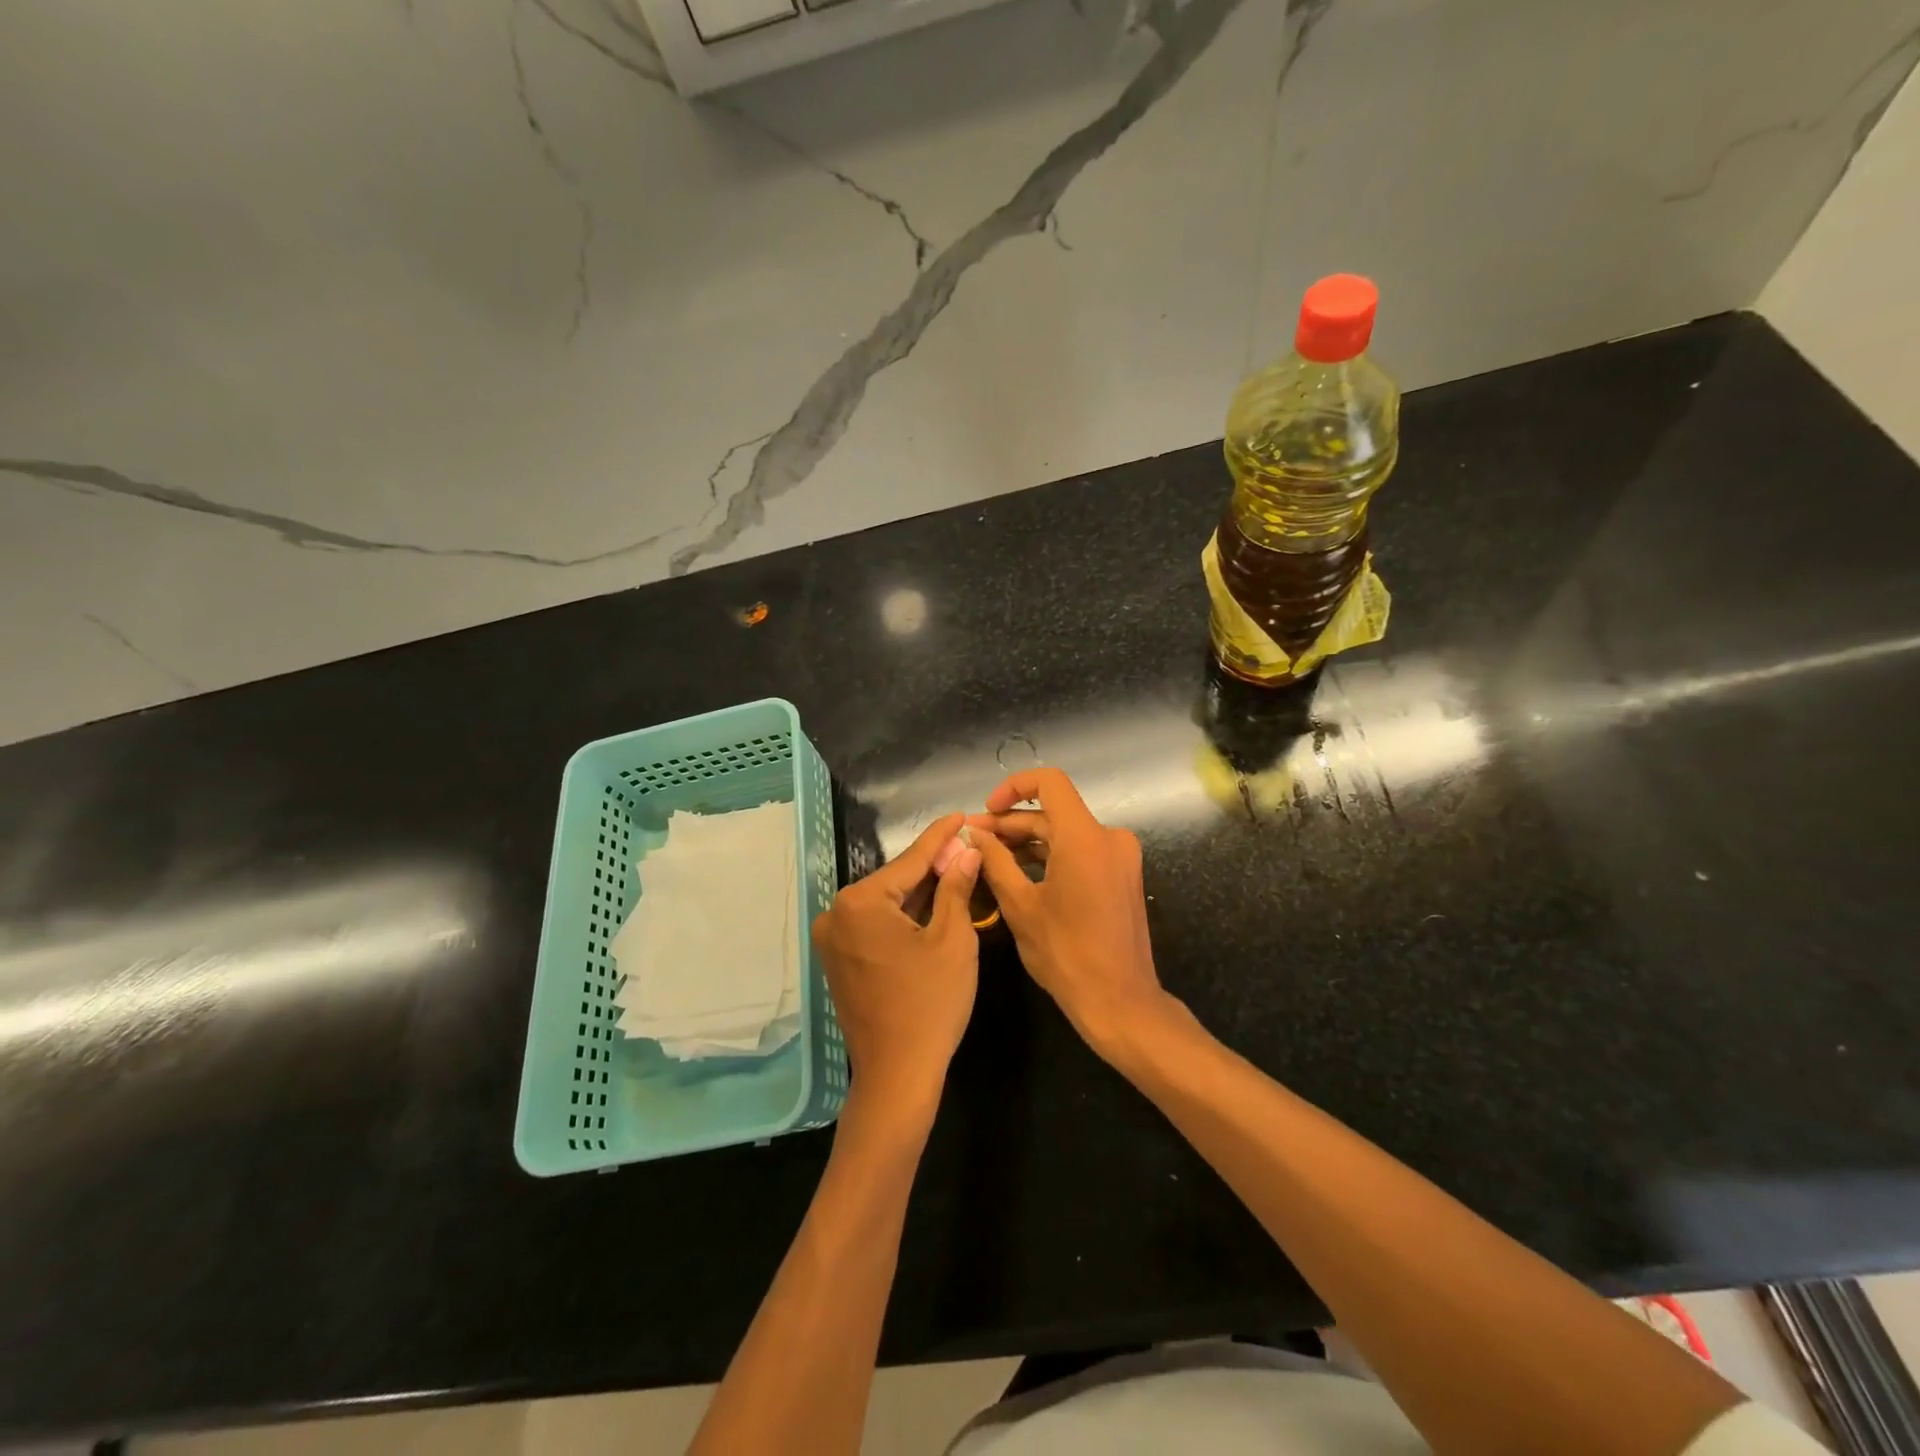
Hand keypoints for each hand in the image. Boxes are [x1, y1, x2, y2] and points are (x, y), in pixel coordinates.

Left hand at [812, 813, 981, 1118]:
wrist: (898, 1075)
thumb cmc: (930, 1003)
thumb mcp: (953, 939)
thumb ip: (955, 887)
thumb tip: (966, 852)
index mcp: (860, 902)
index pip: (909, 860)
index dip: (941, 837)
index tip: (960, 815)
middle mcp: (837, 914)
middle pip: (895, 880)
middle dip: (932, 866)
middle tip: (966, 848)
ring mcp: (834, 939)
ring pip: (886, 904)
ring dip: (919, 892)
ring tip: (956, 870)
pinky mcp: (839, 960)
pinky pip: (876, 925)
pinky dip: (904, 917)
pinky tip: (933, 905)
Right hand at [968, 768, 1168, 1057]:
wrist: (1119, 1001)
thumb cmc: (1065, 953)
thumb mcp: (1020, 905)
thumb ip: (995, 861)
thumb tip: (974, 833)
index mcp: (1085, 837)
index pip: (1049, 782)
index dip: (1013, 787)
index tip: (986, 811)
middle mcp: (1109, 837)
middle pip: (1054, 812)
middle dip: (1012, 823)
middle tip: (975, 839)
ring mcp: (1119, 857)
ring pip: (1066, 833)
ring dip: (1029, 841)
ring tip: (990, 856)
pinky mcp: (1121, 876)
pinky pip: (1081, 852)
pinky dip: (1051, 856)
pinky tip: (1019, 872)